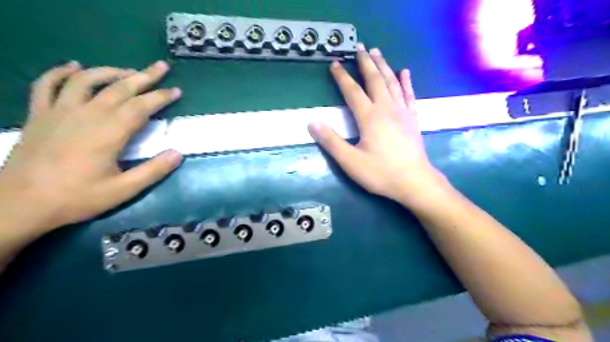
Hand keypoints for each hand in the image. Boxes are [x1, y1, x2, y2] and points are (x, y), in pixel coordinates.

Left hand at [0, 60, 181, 233]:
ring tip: (128, 70)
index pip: (141, 107)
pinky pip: (47, 84)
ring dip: (110, 71)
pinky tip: (74, 66)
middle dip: (143, 76)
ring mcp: (59, 112)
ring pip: (86, 80)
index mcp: (108, 133)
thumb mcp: (123, 191)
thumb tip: (178, 154)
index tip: (176, 90)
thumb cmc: (77, 198)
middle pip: (119, 88)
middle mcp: (86, 115)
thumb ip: (153, 171)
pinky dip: (60, 72)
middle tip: (161, 66)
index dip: (160, 97)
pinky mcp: (39, 115)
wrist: (19, 204)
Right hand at [310, 44, 443, 205]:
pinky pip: (409, 95)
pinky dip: (406, 82)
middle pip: (375, 80)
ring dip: (383, 66)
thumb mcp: (350, 161)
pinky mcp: (412, 119)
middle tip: (359, 47)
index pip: (353, 91)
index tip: (334, 64)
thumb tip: (313, 122)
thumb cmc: (380, 173)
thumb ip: (331, 141)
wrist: (414, 182)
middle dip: (366, 63)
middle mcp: (386, 108)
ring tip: (377, 52)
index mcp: (369, 117)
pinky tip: (404, 72)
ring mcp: (402, 112)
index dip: (342, 78)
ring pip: (392, 82)